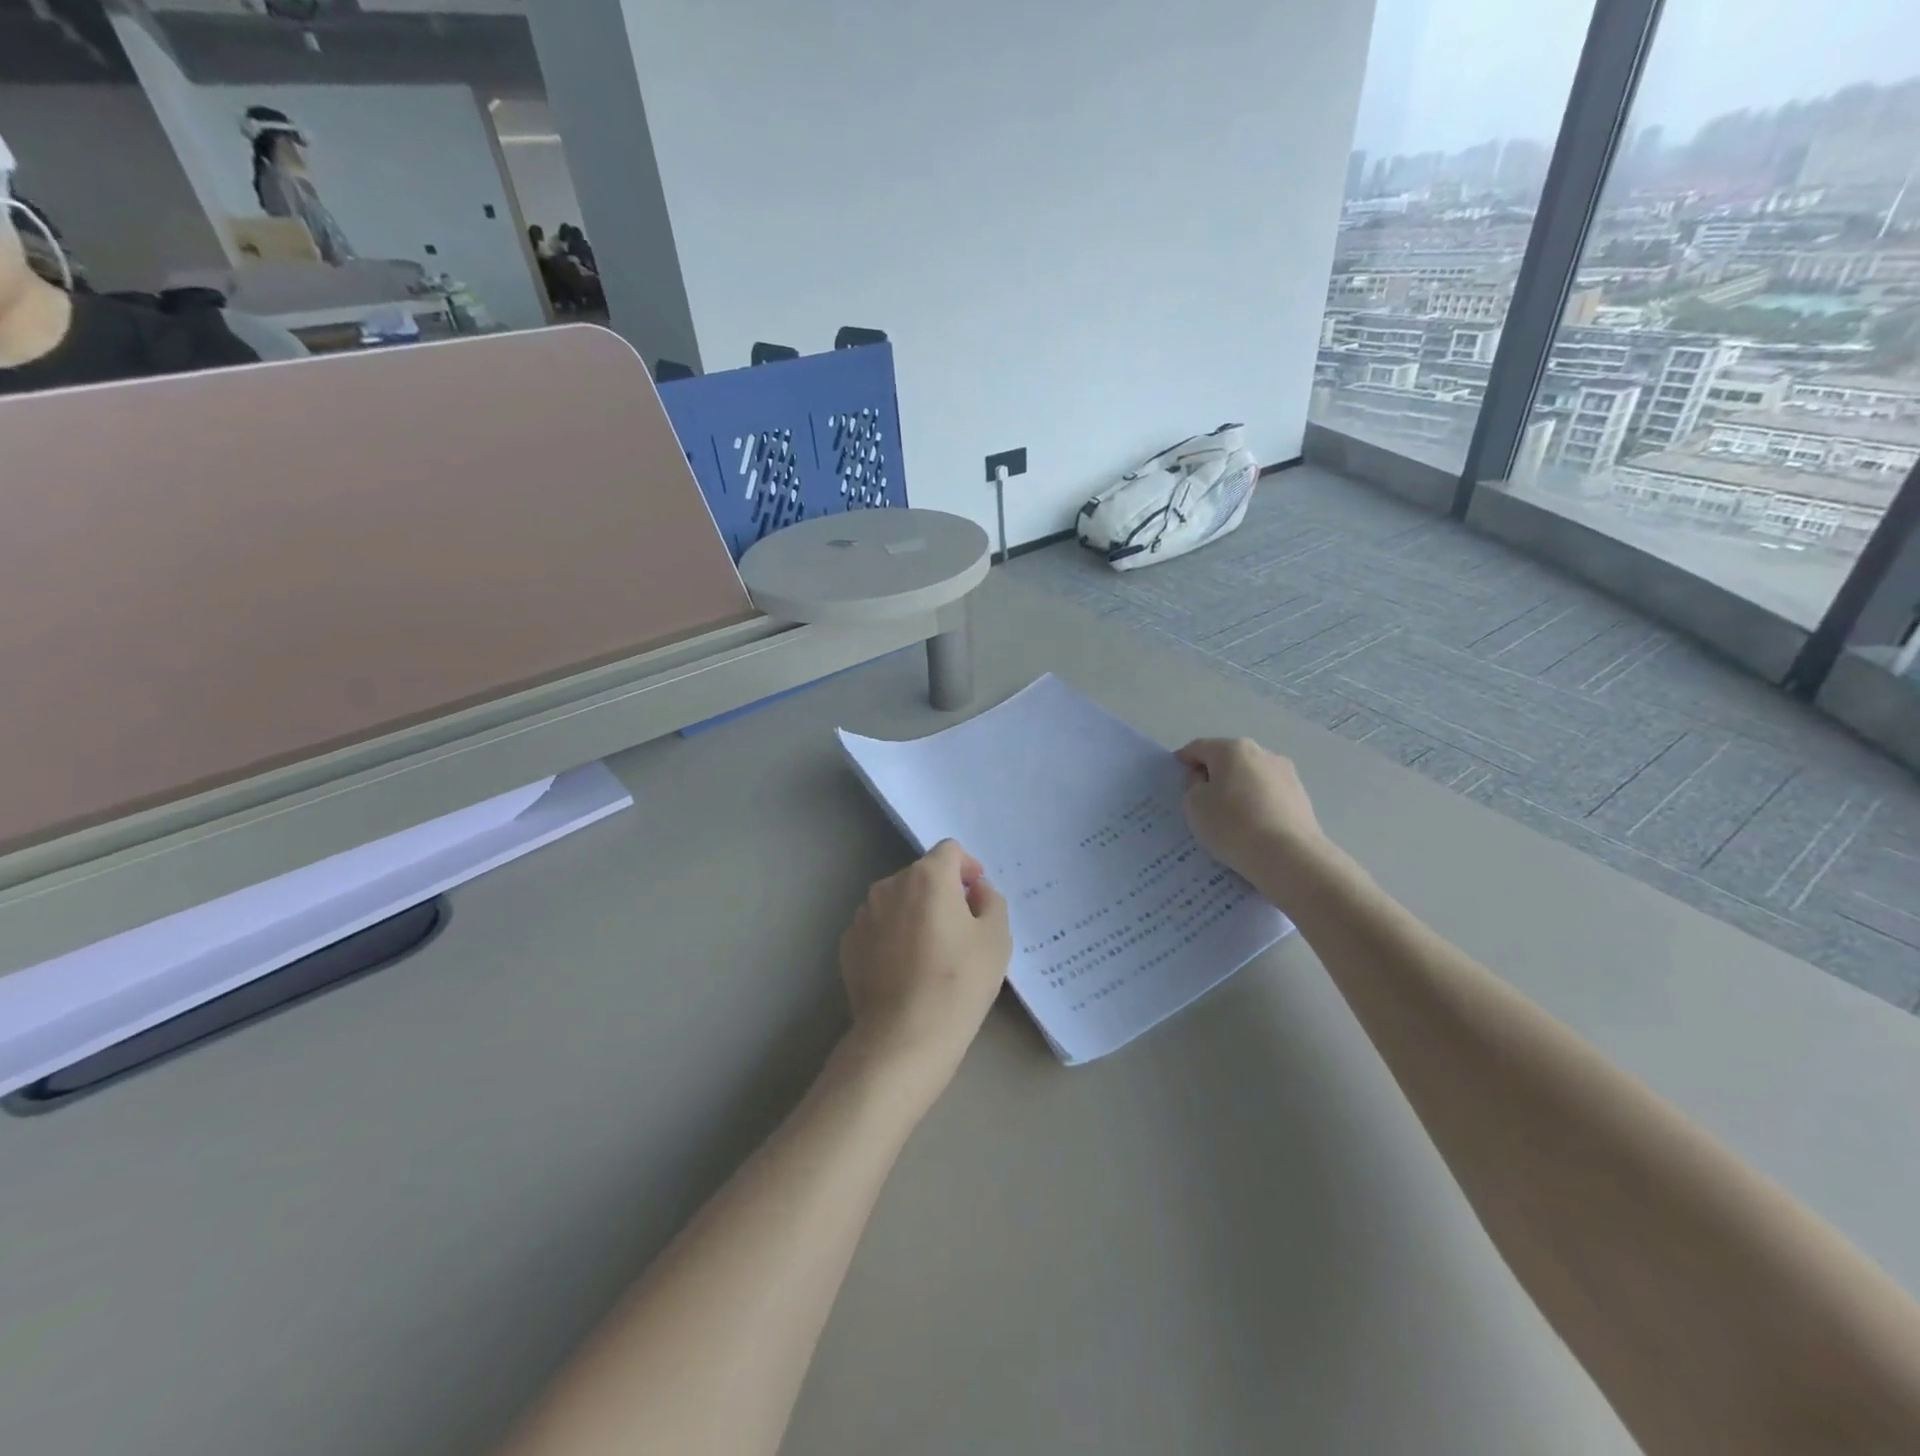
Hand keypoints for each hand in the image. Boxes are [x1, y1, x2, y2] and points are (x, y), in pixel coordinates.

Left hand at [837, 840, 1011, 1109]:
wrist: (903, 1036)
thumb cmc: (959, 982)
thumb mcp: (996, 938)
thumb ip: (991, 901)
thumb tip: (975, 890)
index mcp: (927, 876)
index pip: (950, 851)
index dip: (968, 867)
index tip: (977, 895)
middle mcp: (889, 886)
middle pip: (922, 875)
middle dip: (942, 892)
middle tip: (961, 929)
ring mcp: (863, 915)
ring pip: (897, 901)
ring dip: (915, 913)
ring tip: (931, 953)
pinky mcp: (848, 944)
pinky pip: (878, 928)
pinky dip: (893, 936)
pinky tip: (906, 970)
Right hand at [1176, 738, 1331, 888]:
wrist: (1289, 857)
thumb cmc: (1232, 825)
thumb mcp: (1194, 805)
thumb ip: (1192, 785)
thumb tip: (1205, 779)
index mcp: (1233, 749)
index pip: (1199, 748)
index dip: (1183, 762)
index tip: (1177, 781)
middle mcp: (1262, 753)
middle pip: (1228, 760)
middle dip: (1213, 776)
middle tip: (1202, 803)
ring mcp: (1287, 774)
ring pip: (1251, 778)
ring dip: (1237, 790)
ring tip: (1230, 820)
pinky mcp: (1301, 797)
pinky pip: (1268, 796)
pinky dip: (1256, 805)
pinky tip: (1252, 828)